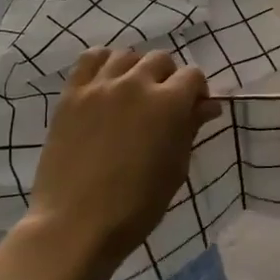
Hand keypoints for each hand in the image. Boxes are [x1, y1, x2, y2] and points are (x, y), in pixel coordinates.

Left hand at [25, 47, 219, 279]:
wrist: (74, 224)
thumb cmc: (135, 207)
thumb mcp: (175, 170)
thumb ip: (190, 129)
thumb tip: (207, 106)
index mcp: (168, 104)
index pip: (193, 75)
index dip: (197, 91)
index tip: (194, 110)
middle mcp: (135, 84)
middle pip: (160, 59)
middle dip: (169, 78)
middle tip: (163, 106)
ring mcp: (100, 86)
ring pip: (126, 55)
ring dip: (136, 69)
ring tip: (133, 94)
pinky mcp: (71, 94)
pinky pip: (90, 59)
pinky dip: (103, 63)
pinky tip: (106, 82)